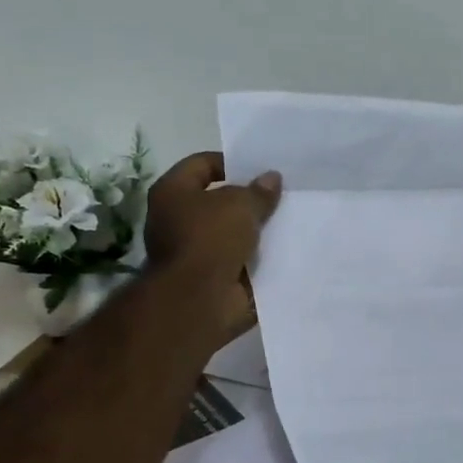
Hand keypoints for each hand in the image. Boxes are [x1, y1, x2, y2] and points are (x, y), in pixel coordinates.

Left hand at [143, 152, 281, 339]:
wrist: (199, 299)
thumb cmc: (210, 239)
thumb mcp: (241, 205)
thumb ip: (259, 191)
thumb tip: (272, 178)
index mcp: (173, 192)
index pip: (203, 164)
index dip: (232, 163)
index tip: (262, 170)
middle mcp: (178, 219)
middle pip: (219, 200)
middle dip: (249, 199)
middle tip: (281, 195)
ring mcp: (195, 250)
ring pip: (232, 232)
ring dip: (256, 230)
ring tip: (289, 220)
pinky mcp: (213, 276)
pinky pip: (240, 259)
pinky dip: (258, 257)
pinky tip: (285, 249)